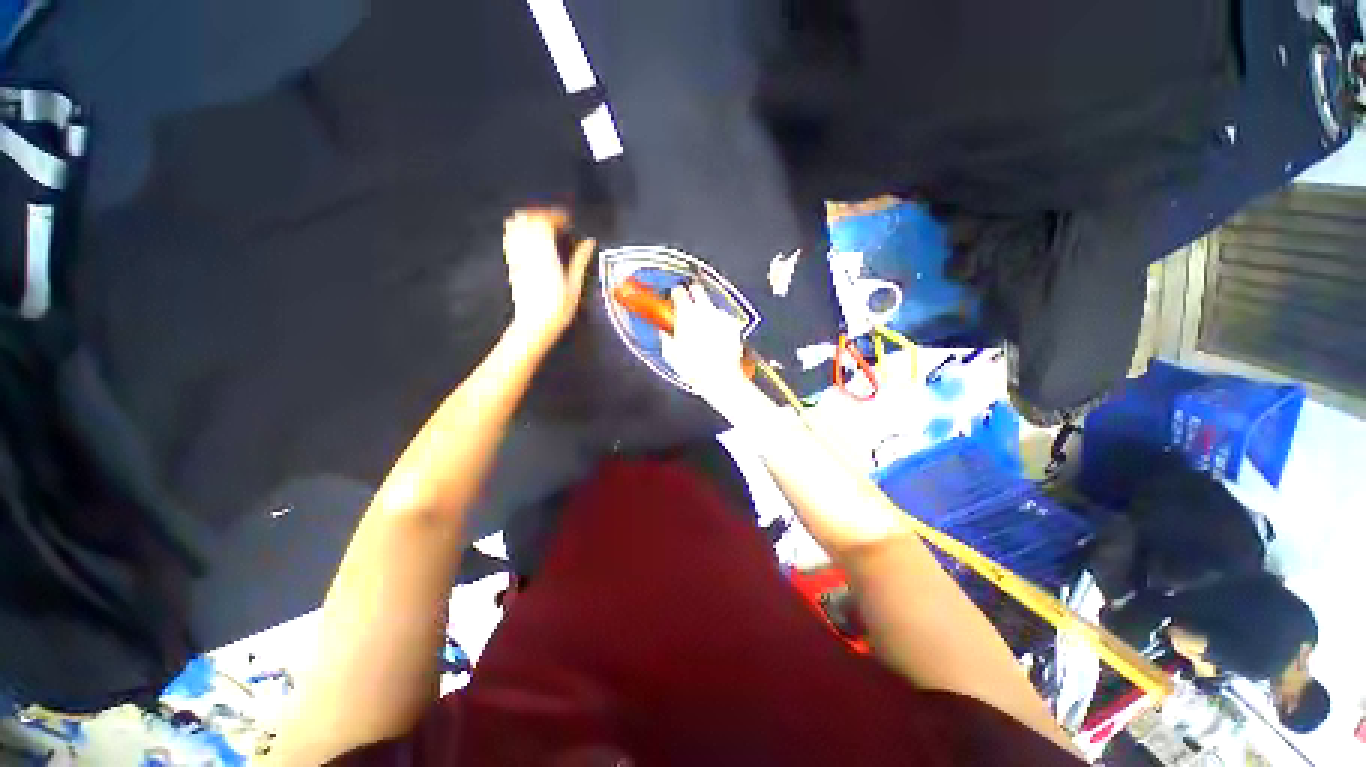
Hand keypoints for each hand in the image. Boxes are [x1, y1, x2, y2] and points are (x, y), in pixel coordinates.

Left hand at [502, 208, 596, 348]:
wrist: (535, 325)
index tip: (567, 219)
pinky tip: (528, 236)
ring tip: (543, 224)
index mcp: (546, 255)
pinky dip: (518, 230)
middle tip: (556, 220)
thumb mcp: (575, 285)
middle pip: (528, 219)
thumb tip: (590, 242)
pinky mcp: (512, 264)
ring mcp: (517, 258)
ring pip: (515, 226)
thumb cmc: (558, 309)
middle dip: (542, 214)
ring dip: (529, 219)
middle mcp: (528, 253)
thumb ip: (580, 260)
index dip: (556, 215)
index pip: (545, 222)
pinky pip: (510, 239)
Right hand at [661, 283, 752, 405]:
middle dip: (693, 293)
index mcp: (686, 314)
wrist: (720, 376)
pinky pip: (724, 318)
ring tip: (704, 328)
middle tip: (690, 303)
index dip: (676, 293)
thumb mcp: (671, 354)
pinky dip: (720, 323)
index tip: (675, 297)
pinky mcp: (733, 324)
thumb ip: (666, 339)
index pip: (679, 292)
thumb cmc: (693, 366)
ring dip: (707, 312)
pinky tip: (717, 336)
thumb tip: (664, 333)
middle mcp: (704, 310)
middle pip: (698, 289)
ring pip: (712, 305)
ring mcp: (721, 316)